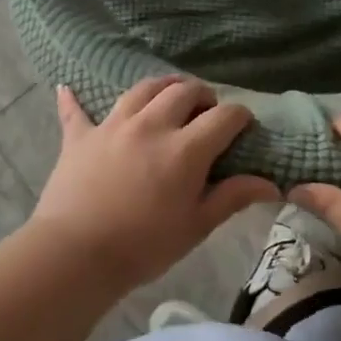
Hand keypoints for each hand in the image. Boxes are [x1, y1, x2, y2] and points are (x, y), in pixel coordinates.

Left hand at [31, 77, 279, 286]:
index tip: (244, 127)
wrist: (76, 253)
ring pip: (141, 89)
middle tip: (207, 111)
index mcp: (185, 148)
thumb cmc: (144, 245)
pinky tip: (68, 89)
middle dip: (202, 95)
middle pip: (183, 91)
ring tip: (169, 96)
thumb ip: (232, 197)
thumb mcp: (196, 226)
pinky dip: (74, 99)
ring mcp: (112, 126)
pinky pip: (76, 110)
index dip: (240, 117)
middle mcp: (151, 125)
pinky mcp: (80, 136)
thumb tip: (272, 185)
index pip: (224, 116)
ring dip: (161, 87)